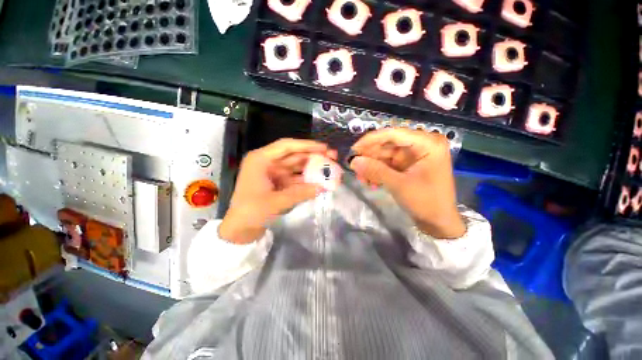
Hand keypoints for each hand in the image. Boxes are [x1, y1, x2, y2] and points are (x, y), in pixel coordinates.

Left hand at [220, 139, 336, 243]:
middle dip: (313, 156)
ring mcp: (274, 173)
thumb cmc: (251, 212)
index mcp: (261, 160)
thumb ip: (300, 193)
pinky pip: (296, 178)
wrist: (240, 229)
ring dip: (312, 168)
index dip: (306, 145)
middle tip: (332, 157)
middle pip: (294, 155)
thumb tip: (323, 187)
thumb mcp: (276, 202)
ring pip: (297, 167)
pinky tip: (320, 181)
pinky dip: (307, 180)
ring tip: (330, 168)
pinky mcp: (279, 183)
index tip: (324, 148)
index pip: (286, 146)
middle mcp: (268, 163)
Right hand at [350, 128, 465, 238]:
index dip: (371, 140)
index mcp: (427, 143)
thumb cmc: (425, 202)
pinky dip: (378, 171)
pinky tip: (370, 182)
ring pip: (386, 155)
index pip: (393, 134)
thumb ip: (375, 170)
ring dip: (372, 166)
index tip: (354, 149)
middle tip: (354, 167)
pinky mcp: (408, 165)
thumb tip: (353, 161)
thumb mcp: (398, 184)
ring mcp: (414, 156)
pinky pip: (388, 164)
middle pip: (388, 144)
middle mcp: (421, 145)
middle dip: (370, 156)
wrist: (438, 222)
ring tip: (361, 178)